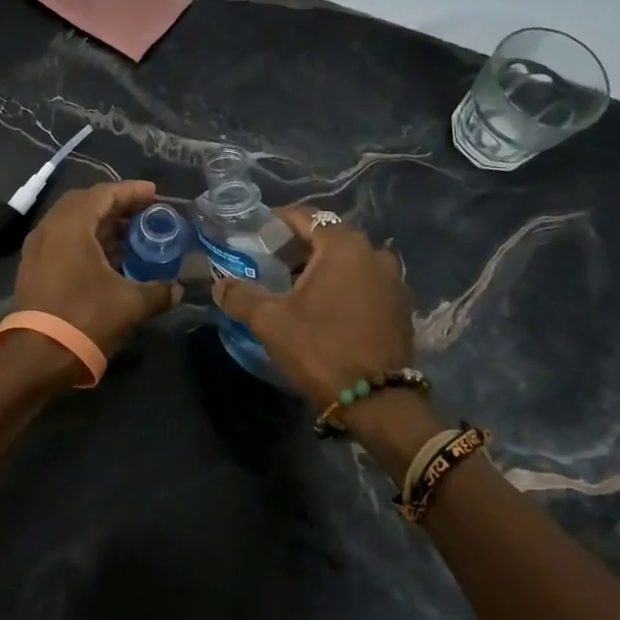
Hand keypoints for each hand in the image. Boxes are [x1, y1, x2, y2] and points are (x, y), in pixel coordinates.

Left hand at [13, 179, 180, 359]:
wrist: (37, 357)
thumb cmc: (84, 319)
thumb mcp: (130, 304)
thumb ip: (159, 291)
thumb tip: (179, 288)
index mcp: (71, 225)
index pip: (103, 193)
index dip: (131, 191)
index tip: (154, 192)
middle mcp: (49, 228)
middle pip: (85, 202)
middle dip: (115, 204)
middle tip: (143, 211)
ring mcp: (37, 248)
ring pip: (71, 222)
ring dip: (100, 223)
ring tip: (130, 234)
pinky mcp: (33, 267)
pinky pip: (62, 239)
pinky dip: (86, 239)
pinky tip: (107, 257)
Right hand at [213, 207, 415, 412]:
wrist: (377, 402)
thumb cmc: (321, 349)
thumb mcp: (270, 322)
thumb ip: (240, 296)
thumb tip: (219, 285)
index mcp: (344, 246)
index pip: (306, 216)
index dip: (277, 221)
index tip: (256, 233)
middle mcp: (374, 253)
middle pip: (329, 237)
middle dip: (299, 246)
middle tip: (271, 262)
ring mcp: (393, 279)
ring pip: (349, 260)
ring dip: (323, 267)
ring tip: (296, 286)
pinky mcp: (400, 305)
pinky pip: (365, 281)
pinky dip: (344, 284)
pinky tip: (326, 307)